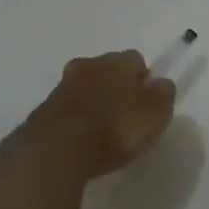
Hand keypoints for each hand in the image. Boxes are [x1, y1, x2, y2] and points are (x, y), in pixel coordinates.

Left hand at [19, 50, 176, 181]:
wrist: (58, 148)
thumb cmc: (116, 127)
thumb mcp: (155, 113)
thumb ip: (163, 94)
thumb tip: (160, 83)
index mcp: (119, 61)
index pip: (137, 60)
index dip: (144, 81)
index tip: (146, 104)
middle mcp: (90, 64)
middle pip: (108, 70)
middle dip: (117, 87)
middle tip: (125, 115)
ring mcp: (63, 85)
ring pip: (87, 87)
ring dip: (95, 101)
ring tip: (103, 130)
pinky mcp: (45, 108)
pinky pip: (69, 108)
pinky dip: (77, 118)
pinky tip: (83, 138)